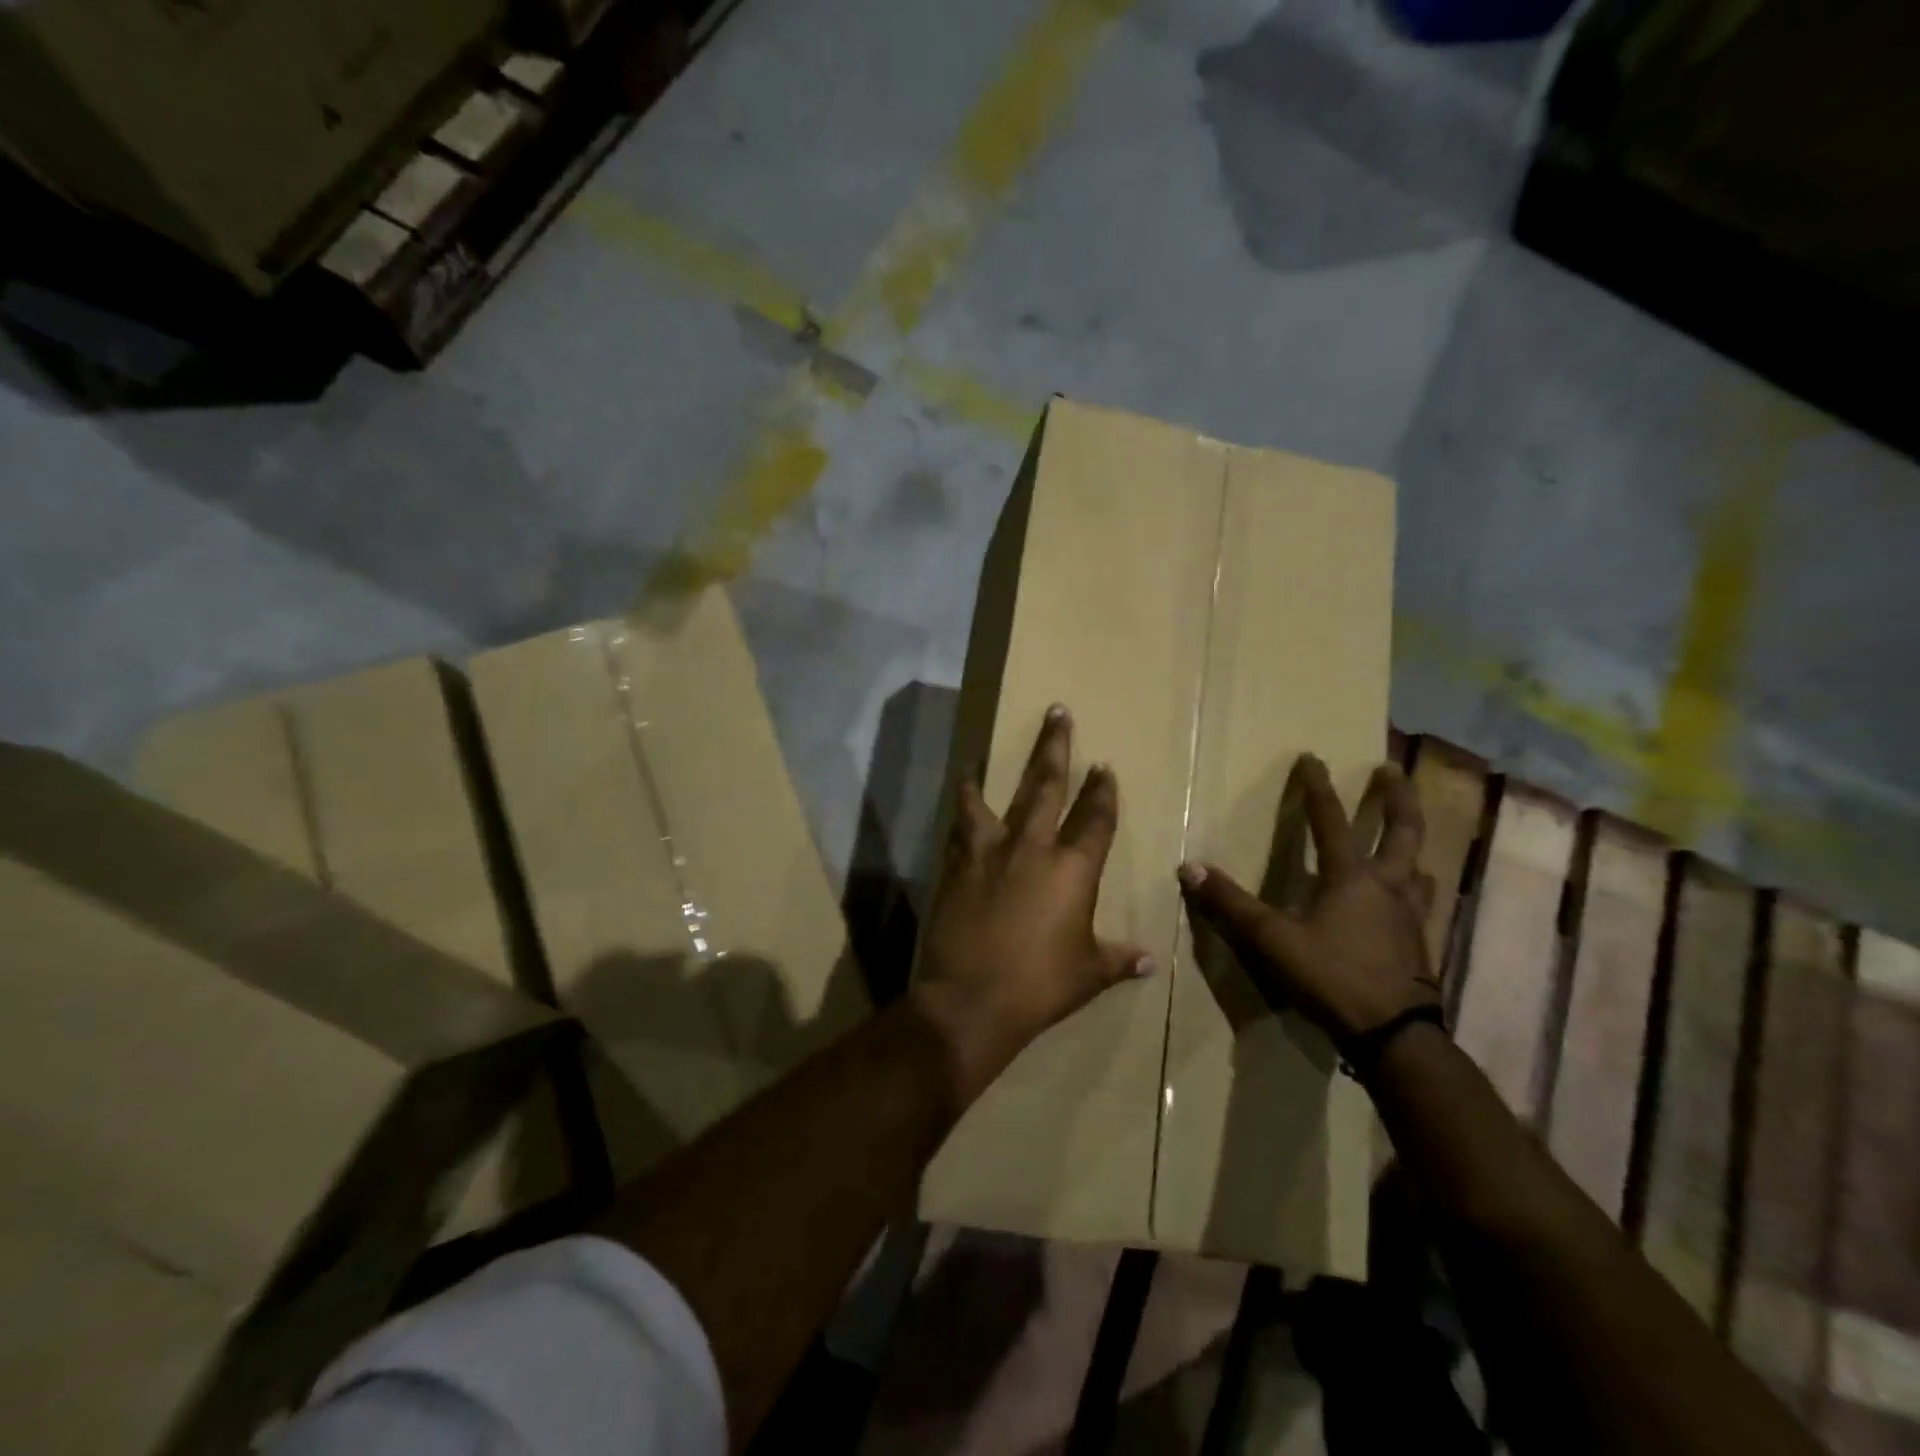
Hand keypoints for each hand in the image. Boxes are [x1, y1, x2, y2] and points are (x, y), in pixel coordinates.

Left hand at [912, 706, 1152, 1105]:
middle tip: (1057, 713)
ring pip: (995, 798)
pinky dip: (961, 809)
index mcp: (1073, 869)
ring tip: (981, 754)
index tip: (1103, 767)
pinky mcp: (958, 865)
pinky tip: (959, 798)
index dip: (1102, 791)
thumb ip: (1117, 960)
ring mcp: (990, 853)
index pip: (1095, 818)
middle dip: (1055, 748)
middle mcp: (1032, 848)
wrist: (970, 999)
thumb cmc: (1040, 987)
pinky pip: (960, 827)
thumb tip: (1149, 963)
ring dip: (992, 772)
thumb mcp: (1087, 975)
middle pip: (1047, 786)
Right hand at [1178, 756, 1438, 1047]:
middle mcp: (1388, 886)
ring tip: (1407, 837)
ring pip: (1421, 867)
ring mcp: (1411, 916)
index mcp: (1352, 878)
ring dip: (1413, 844)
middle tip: (1391, 771)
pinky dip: (1417, 887)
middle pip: (1403, 831)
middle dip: (1397, 798)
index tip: (1313, 758)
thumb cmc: (1333, 977)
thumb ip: (1231, 905)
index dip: (1318, 788)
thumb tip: (1190, 868)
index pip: (1331, 821)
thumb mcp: (1272, 941)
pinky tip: (1409, 899)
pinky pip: (1423, 902)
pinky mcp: (1420, 944)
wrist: (1395, 1035)